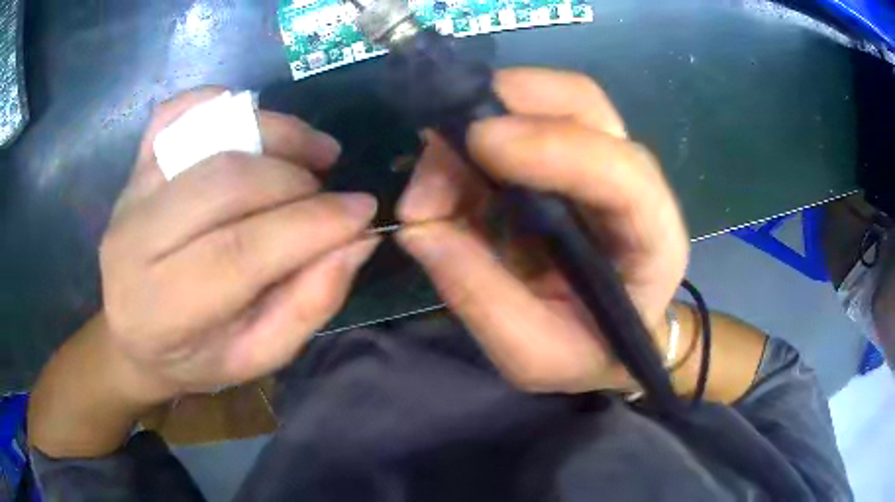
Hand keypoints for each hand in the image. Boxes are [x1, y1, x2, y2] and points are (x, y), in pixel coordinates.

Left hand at [98, 89, 379, 402]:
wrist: (133, 335)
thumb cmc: (195, 357)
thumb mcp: (256, 357)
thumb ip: (307, 306)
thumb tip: (356, 242)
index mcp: (165, 307)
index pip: (240, 251)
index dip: (311, 224)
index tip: (363, 212)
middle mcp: (137, 241)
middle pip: (225, 182)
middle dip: (294, 180)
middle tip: (330, 195)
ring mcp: (131, 193)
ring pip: (208, 136)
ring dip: (274, 134)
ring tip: (313, 154)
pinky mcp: (134, 166)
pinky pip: (176, 111)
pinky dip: (222, 102)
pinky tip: (255, 128)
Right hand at [397, 68, 688, 392]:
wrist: (606, 341)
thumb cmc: (586, 353)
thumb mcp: (534, 354)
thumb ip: (482, 298)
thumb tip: (419, 228)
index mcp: (653, 240)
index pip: (622, 173)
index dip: (552, 145)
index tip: (477, 143)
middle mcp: (636, 182)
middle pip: (583, 104)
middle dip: (507, 103)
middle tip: (438, 142)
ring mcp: (599, 159)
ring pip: (546, 101)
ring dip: (477, 123)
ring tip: (430, 188)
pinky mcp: (565, 156)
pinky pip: (517, 123)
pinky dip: (472, 143)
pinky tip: (444, 185)